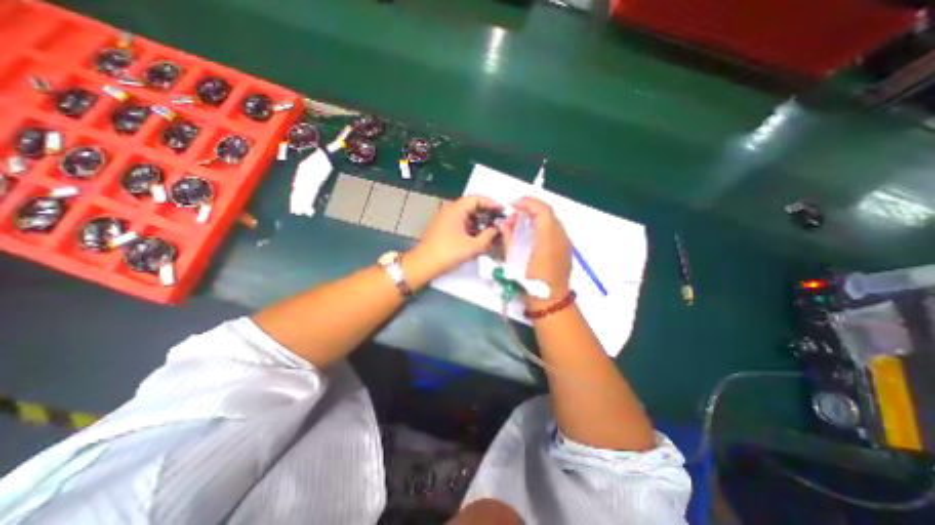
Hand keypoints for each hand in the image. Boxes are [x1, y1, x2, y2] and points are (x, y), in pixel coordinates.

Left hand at [411, 196, 504, 278]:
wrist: (424, 265)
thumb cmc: (447, 253)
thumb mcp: (471, 246)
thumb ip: (487, 237)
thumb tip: (496, 230)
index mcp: (456, 210)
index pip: (477, 199)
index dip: (491, 203)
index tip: (502, 211)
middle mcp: (450, 211)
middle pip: (472, 206)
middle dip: (487, 214)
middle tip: (499, 222)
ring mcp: (446, 220)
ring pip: (467, 216)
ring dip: (480, 223)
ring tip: (491, 232)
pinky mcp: (445, 229)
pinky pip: (462, 224)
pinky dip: (472, 229)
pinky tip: (480, 239)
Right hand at [500, 196, 572, 307]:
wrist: (551, 301)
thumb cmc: (531, 284)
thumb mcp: (514, 262)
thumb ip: (509, 240)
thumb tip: (504, 225)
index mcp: (548, 239)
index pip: (542, 210)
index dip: (527, 203)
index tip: (513, 205)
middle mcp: (560, 237)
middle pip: (548, 212)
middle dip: (529, 209)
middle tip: (514, 216)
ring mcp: (565, 242)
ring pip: (552, 220)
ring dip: (536, 217)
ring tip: (521, 224)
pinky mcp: (566, 248)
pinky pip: (555, 229)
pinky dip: (542, 225)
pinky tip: (532, 234)